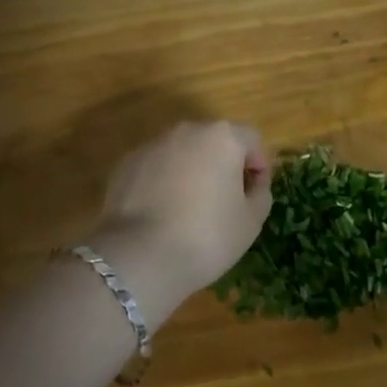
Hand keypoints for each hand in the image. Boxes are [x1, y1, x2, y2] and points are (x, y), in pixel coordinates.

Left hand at [91, 122, 272, 307]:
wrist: (140, 256)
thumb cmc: (207, 236)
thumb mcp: (250, 222)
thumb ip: (260, 194)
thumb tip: (253, 183)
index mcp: (222, 137)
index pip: (251, 140)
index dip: (259, 165)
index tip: (255, 195)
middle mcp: (187, 130)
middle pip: (215, 141)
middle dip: (223, 165)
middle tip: (225, 202)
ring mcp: (153, 144)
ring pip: (183, 153)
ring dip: (191, 172)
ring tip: (189, 210)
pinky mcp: (126, 163)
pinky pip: (156, 167)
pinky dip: (163, 182)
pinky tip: (161, 214)